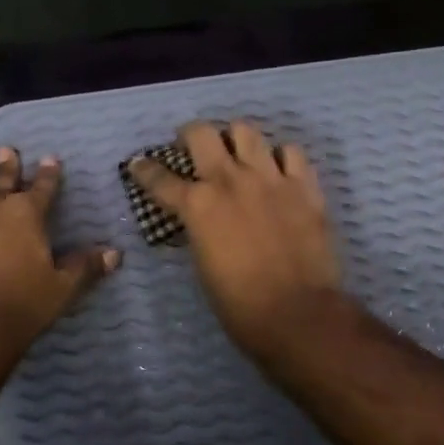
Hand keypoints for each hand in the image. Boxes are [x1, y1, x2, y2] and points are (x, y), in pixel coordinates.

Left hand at [0, 146, 117, 360]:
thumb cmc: (17, 311)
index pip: (43, 187)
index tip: (50, 159)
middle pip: (1, 177)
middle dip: (7, 163)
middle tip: (7, 151)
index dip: (48, 173)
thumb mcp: (61, 291)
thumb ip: (85, 267)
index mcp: (26, 215)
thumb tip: (115, 253)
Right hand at [130, 121, 344, 360]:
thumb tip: (200, 219)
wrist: (297, 313)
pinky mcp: (304, 185)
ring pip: (247, 131)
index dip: (144, 169)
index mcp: (198, 206)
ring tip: (238, 153)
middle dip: (191, 135)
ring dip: (236, 139)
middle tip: (193, 147)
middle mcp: (230, 180)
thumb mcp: (203, 264)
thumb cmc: (239, 304)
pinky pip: (291, 151)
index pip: (160, 178)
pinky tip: (279, 170)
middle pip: (202, 133)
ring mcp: (270, 178)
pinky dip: (281, 157)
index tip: (139, 164)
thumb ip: (199, 230)